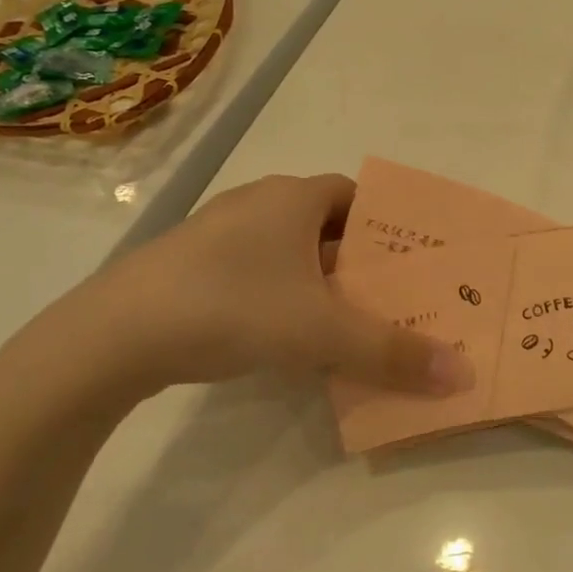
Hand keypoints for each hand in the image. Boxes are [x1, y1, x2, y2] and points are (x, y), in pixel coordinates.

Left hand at [36, 173, 473, 401]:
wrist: (110, 338)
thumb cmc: (232, 308)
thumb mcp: (322, 334)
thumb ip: (393, 353)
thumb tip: (462, 376)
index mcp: (292, 198)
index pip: (355, 196)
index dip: (386, 225)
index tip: (408, 262)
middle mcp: (256, 204)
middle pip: (324, 225)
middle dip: (358, 258)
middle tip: (389, 297)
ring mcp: (216, 233)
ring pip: (287, 250)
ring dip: (317, 279)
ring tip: (346, 321)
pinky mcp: (187, 267)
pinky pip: (253, 271)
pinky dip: (279, 294)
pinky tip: (284, 334)